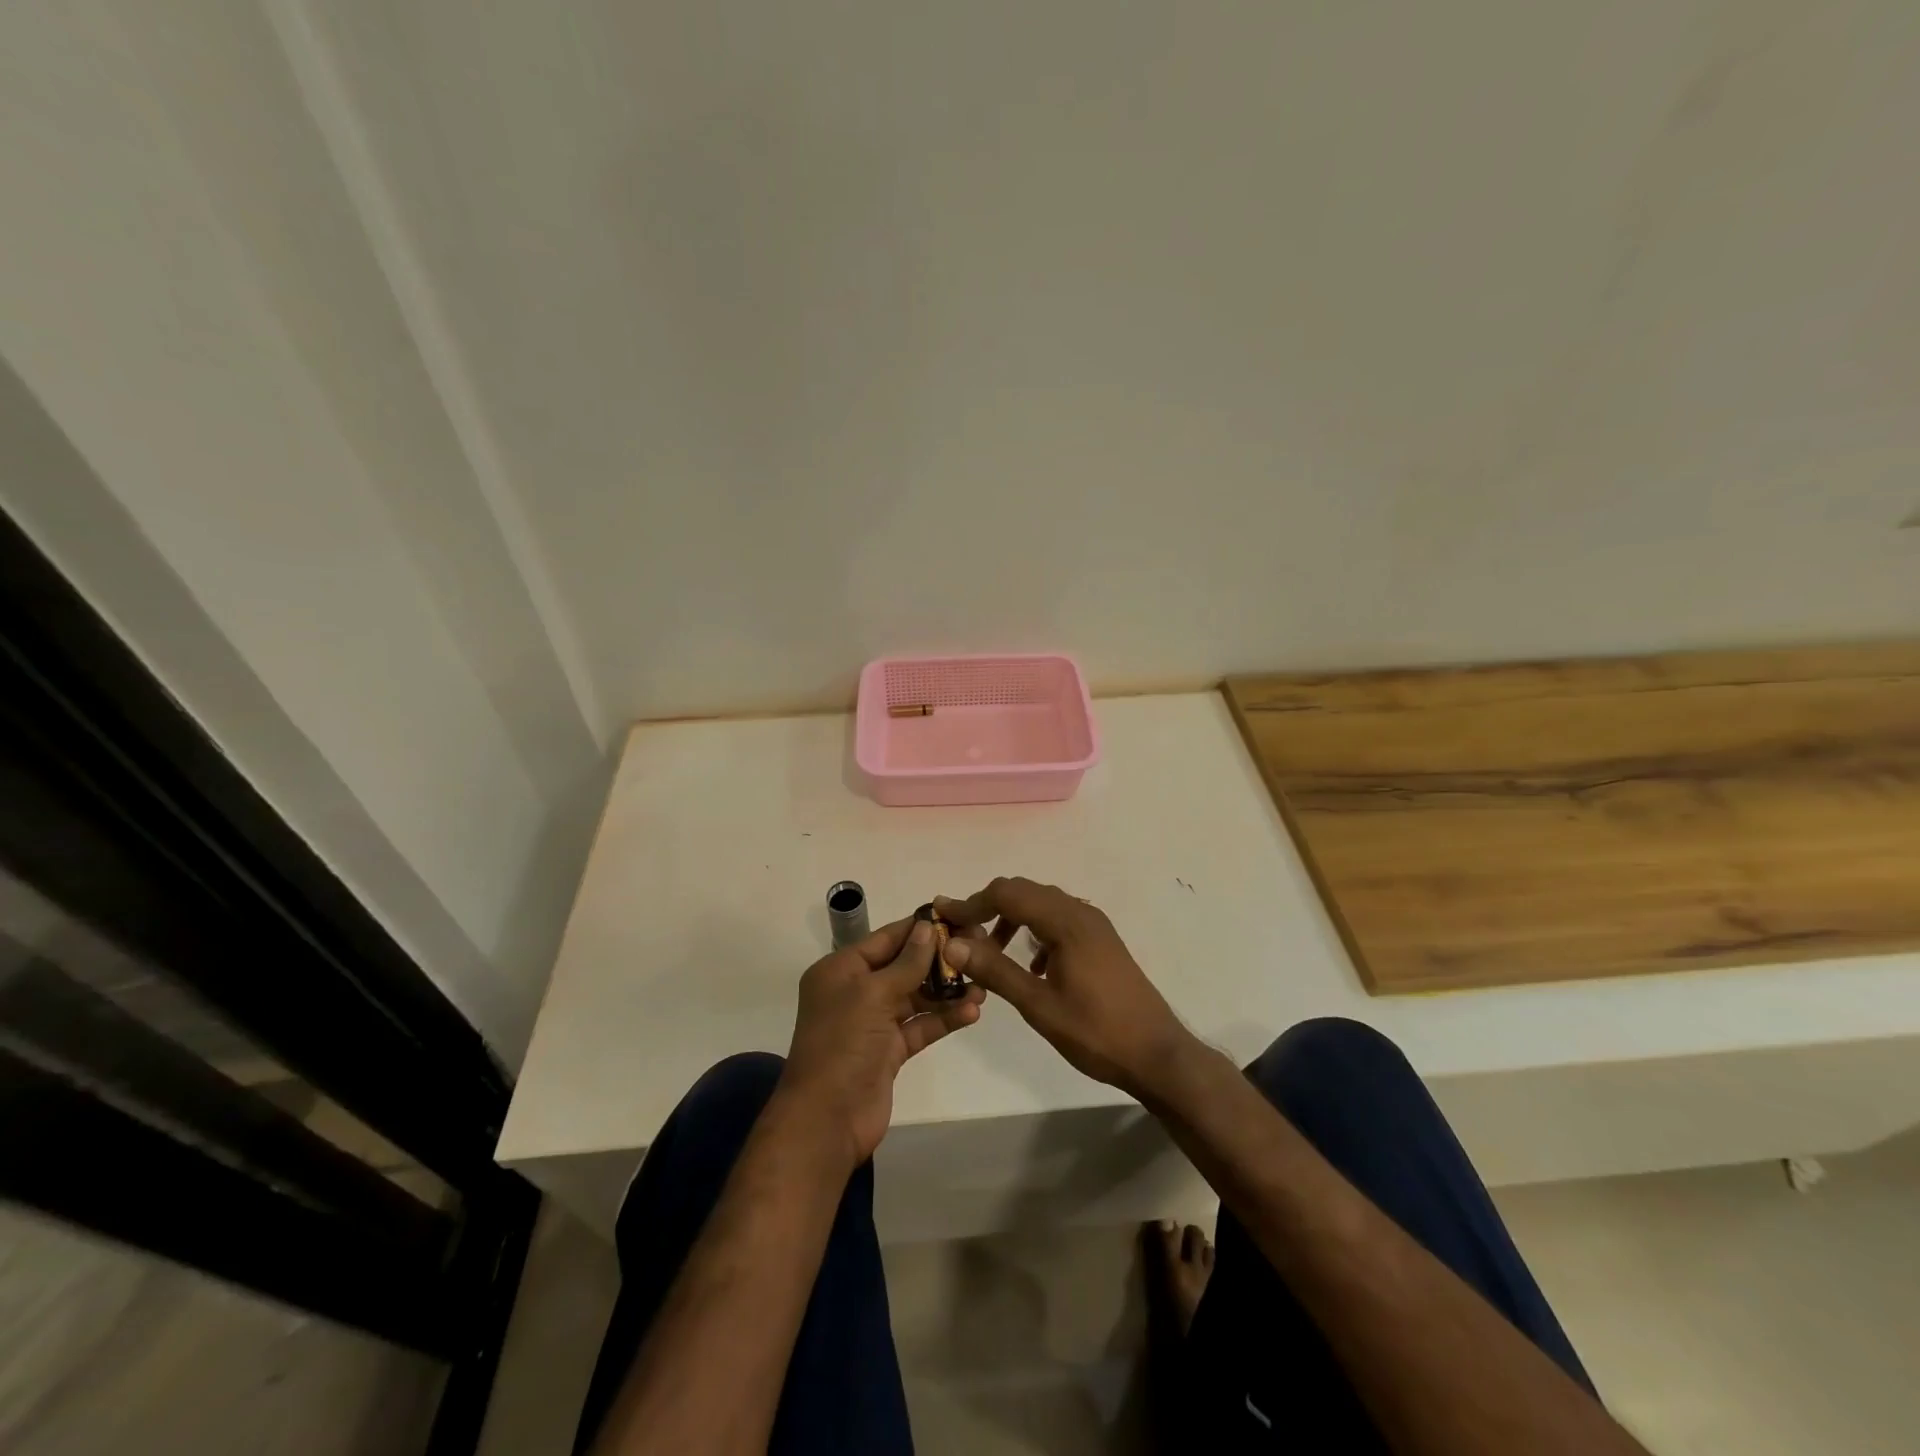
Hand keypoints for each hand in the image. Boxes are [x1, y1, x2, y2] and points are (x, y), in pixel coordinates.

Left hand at [778, 917, 985, 1167]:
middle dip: (938, 960)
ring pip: (915, 997)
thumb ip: (906, 963)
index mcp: (841, 970)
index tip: (955, 917)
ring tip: (983, 985)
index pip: (886, 938)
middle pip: (903, 966)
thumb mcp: (873, 995)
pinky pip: (920, 1026)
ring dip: (947, 991)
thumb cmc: (843, 1045)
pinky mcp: (889, 1051)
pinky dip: (944, 1019)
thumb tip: (928, 927)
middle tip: (978, 949)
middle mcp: (855, 991)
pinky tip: (972, 1011)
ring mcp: (873, 1022)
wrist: (827, 1121)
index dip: (919, 928)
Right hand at [934, 878, 1194, 1101]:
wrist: (1157, 1054)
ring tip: (990, 951)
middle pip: (1024, 891)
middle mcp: (1081, 912)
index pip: (1007, 894)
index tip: (942, 916)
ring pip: (1042, 904)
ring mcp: (1094, 925)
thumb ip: (994, 970)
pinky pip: (1059, 920)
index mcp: (1066, 922)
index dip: (971, 902)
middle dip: (988, 906)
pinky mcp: (1101, 940)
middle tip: (960, 933)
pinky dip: (1035, 931)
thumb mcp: (1038, 1005)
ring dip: (1012, 918)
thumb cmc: (1096, 1032)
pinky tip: (1031, 966)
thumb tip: (953, 942)